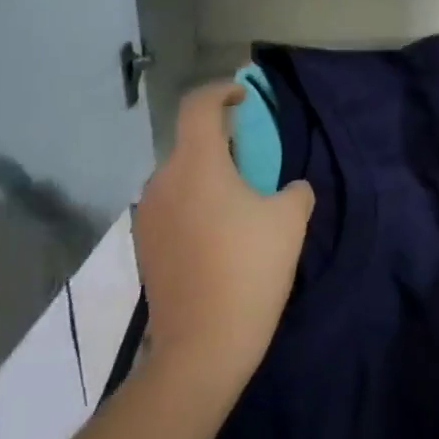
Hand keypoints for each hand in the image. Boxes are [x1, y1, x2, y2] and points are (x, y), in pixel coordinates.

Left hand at [131, 82, 314, 405]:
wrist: (202, 347)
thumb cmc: (249, 270)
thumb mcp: (290, 221)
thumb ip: (294, 191)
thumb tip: (290, 189)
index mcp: (196, 164)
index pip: (198, 105)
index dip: (220, 91)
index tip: (241, 97)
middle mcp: (163, 181)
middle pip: (189, 144)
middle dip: (220, 145)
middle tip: (252, 166)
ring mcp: (148, 216)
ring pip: (180, 178)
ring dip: (206, 179)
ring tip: (237, 207)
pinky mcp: (144, 247)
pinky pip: (171, 208)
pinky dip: (194, 207)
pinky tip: (217, 239)